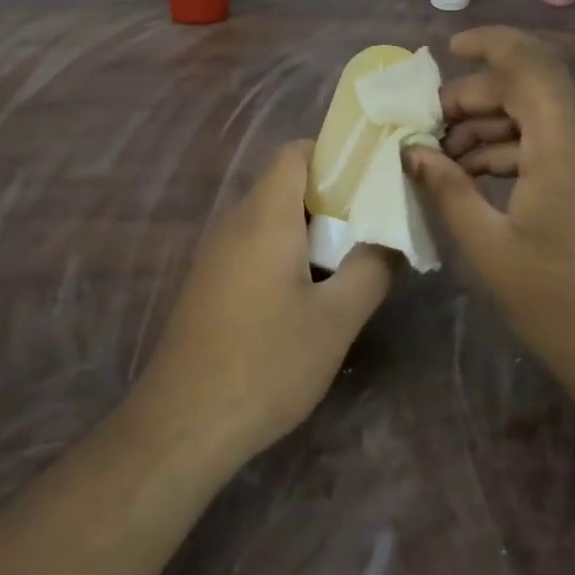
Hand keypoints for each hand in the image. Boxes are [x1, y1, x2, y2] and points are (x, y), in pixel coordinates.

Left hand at [136, 141, 394, 462]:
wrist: (184, 422)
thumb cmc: (266, 362)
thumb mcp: (335, 320)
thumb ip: (371, 269)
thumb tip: (390, 238)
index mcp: (265, 215)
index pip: (295, 152)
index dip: (335, 155)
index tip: (372, 180)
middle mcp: (235, 222)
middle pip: (285, 184)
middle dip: (331, 198)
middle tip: (372, 227)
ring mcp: (216, 252)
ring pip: (270, 218)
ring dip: (310, 230)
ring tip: (349, 262)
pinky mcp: (209, 282)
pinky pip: (254, 246)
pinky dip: (286, 253)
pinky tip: (308, 295)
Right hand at [406, 27, 574, 419]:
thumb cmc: (558, 304)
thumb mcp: (489, 247)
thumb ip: (448, 188)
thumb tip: (413, 151)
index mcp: (567, 148)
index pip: (532, 63)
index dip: (489, 44)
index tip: (447, 50)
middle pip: (529, 90)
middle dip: (473, 100)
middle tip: (428, 129)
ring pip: (541, 118)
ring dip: (490, 128)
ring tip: (445, 160)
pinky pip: (557, 145)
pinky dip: (516, 150)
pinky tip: (478, 177)